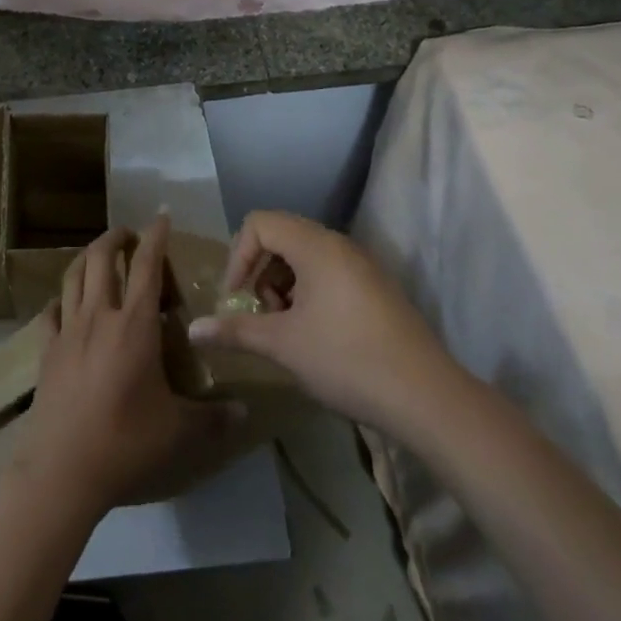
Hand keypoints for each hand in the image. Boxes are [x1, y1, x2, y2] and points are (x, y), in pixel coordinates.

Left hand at [2, 218, 238, 516]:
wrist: (63, 468)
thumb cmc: (126, 442)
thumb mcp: (178, 432)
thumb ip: (213, 418)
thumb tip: (245, 413)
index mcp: (135, 325)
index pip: (147, 266)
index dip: (156, 237)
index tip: (161, 216)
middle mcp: (99, 316)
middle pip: (102, 258)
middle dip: (116, 237)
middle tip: (129, 234)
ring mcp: (68, 330)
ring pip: (73, 276)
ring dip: (87, 258)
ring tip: (99, 256)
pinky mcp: (46, 349)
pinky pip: (51, 311)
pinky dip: (61, 299)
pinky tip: (66, 304)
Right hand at [188, 210, 462, 431]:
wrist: (426, 397)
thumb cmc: (347, 360)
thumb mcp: (283, 345)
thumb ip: (235, 330)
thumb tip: (193, 330)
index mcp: (316, 246)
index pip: (260, 223)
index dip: (239, 256)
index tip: (236, 298)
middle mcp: (339, 245)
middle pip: (282, 235)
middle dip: (261, 271)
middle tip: (263, 313)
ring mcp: (362, 265)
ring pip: (305, 255)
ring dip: (284, 283)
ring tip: (287, 327)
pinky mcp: (377, 288)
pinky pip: (329, 272)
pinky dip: (309, 291)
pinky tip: (315, 334)